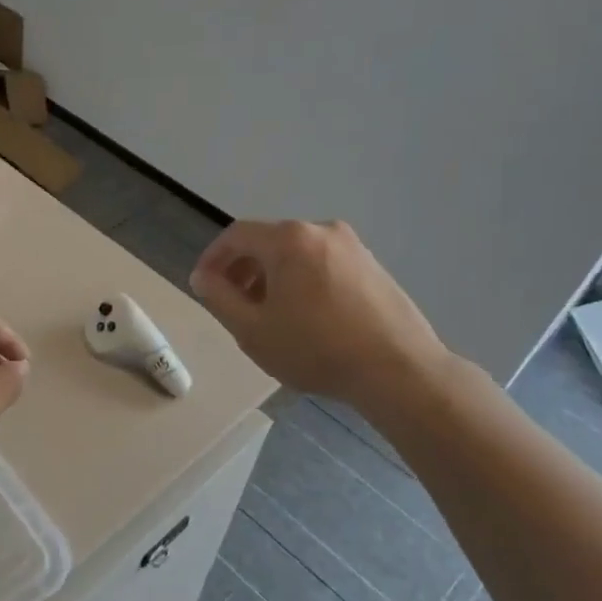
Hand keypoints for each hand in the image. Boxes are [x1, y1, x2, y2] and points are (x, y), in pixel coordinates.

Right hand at [190, 220, 453, 423]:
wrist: (399, 370)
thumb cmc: (315, 349)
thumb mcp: (252, 330)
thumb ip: (219, 297)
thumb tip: (204, 277)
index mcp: (288, 239)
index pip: (236, 235)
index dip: (213, 258)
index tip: (203, 285)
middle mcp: (321, 230)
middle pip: (268, 241)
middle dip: (243, 269)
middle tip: (233, 304)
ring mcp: (352, 246)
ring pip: (297, 253)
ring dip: (273, 276)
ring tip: (269, 314)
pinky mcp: (373, 266)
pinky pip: (323, 264)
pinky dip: (303, 281)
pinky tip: (306, 317)